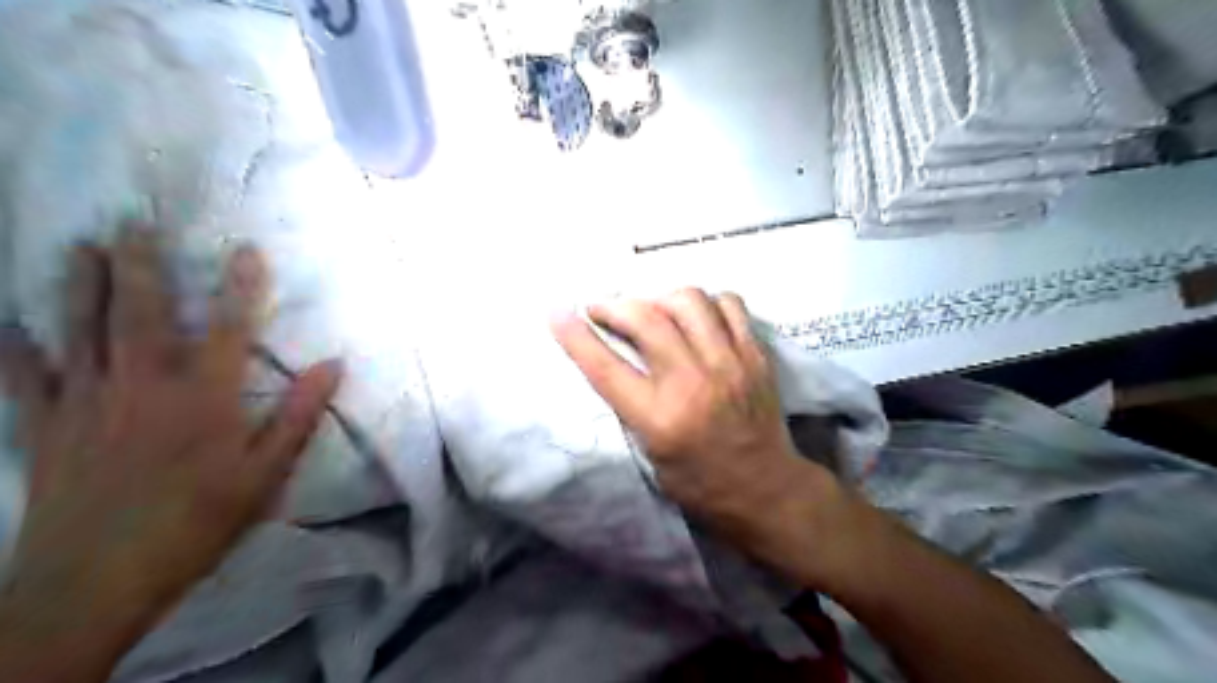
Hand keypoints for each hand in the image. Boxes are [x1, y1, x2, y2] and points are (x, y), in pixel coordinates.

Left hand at [1, 229, 339, 645]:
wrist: (96, 580)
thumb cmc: (197, 522)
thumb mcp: (266, 474)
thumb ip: (299, 415)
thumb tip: (334, 365)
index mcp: (203, 398)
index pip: (228, 329)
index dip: (240, 287)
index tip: (246, 249)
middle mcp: (142, 386)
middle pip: (140, 314)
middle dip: (138, 265)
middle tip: (131, 221)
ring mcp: (86, 402)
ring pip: (79, 330)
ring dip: (78, 285)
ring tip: (78, 246)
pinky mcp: (43, 427)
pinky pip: (22, 377)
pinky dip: (14, 347)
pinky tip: (8, 322)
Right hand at [550, 288, 837, 560]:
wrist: (766, 489)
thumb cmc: (699, 482)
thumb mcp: (650, 454)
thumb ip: (630, 405)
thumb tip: (613, 355)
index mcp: (660, 418)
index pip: (606, 367)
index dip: (575, 337)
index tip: (557, 312)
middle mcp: (693, 383)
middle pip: (647, 319)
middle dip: (615, 306)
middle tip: (604, 310)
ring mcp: (730, 364)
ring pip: (690, 300)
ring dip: (660, 298)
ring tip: (653, 311)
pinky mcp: (755, 356)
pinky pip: (729, 305)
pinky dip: (706, 302)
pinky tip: (697, 317)